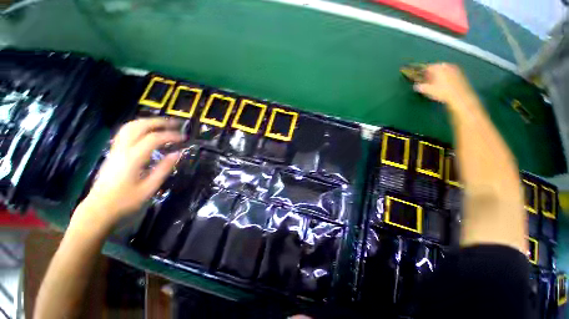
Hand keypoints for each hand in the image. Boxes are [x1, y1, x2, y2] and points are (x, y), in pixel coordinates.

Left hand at [78, 118, 183, 226]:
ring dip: (148, 122)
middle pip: (139, 126)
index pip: (153, 139)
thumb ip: (164, 169)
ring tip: (163, 124)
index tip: (184, 138)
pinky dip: (139, 127)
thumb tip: (177, 153)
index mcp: (133, 158)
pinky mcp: (113, 152)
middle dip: (158, 122)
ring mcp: (116, 149)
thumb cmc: (125, 200)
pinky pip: (125, 132)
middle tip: (175, 124)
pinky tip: (147, 132)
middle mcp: (122, 149)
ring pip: (130, 127)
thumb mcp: (149, 188)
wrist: (99, 208)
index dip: (170, 135)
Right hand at [413, 63, 475, 104]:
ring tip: (436, 83)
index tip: (420, 77)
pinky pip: (451, 73)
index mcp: (438, 68)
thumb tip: (416, 86)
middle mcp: (447, 66)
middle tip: (428, 80)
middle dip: (432, 73)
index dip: (423, 72)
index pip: (427, 67)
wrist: (460, 96)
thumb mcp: (428, 90)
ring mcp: (455, 69)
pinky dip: (446, 77)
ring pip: (444, 70)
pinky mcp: (461, 74)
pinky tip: (445, 84)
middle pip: (437, 67)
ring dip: (440, 75)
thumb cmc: (442, 92)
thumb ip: (420, 87)